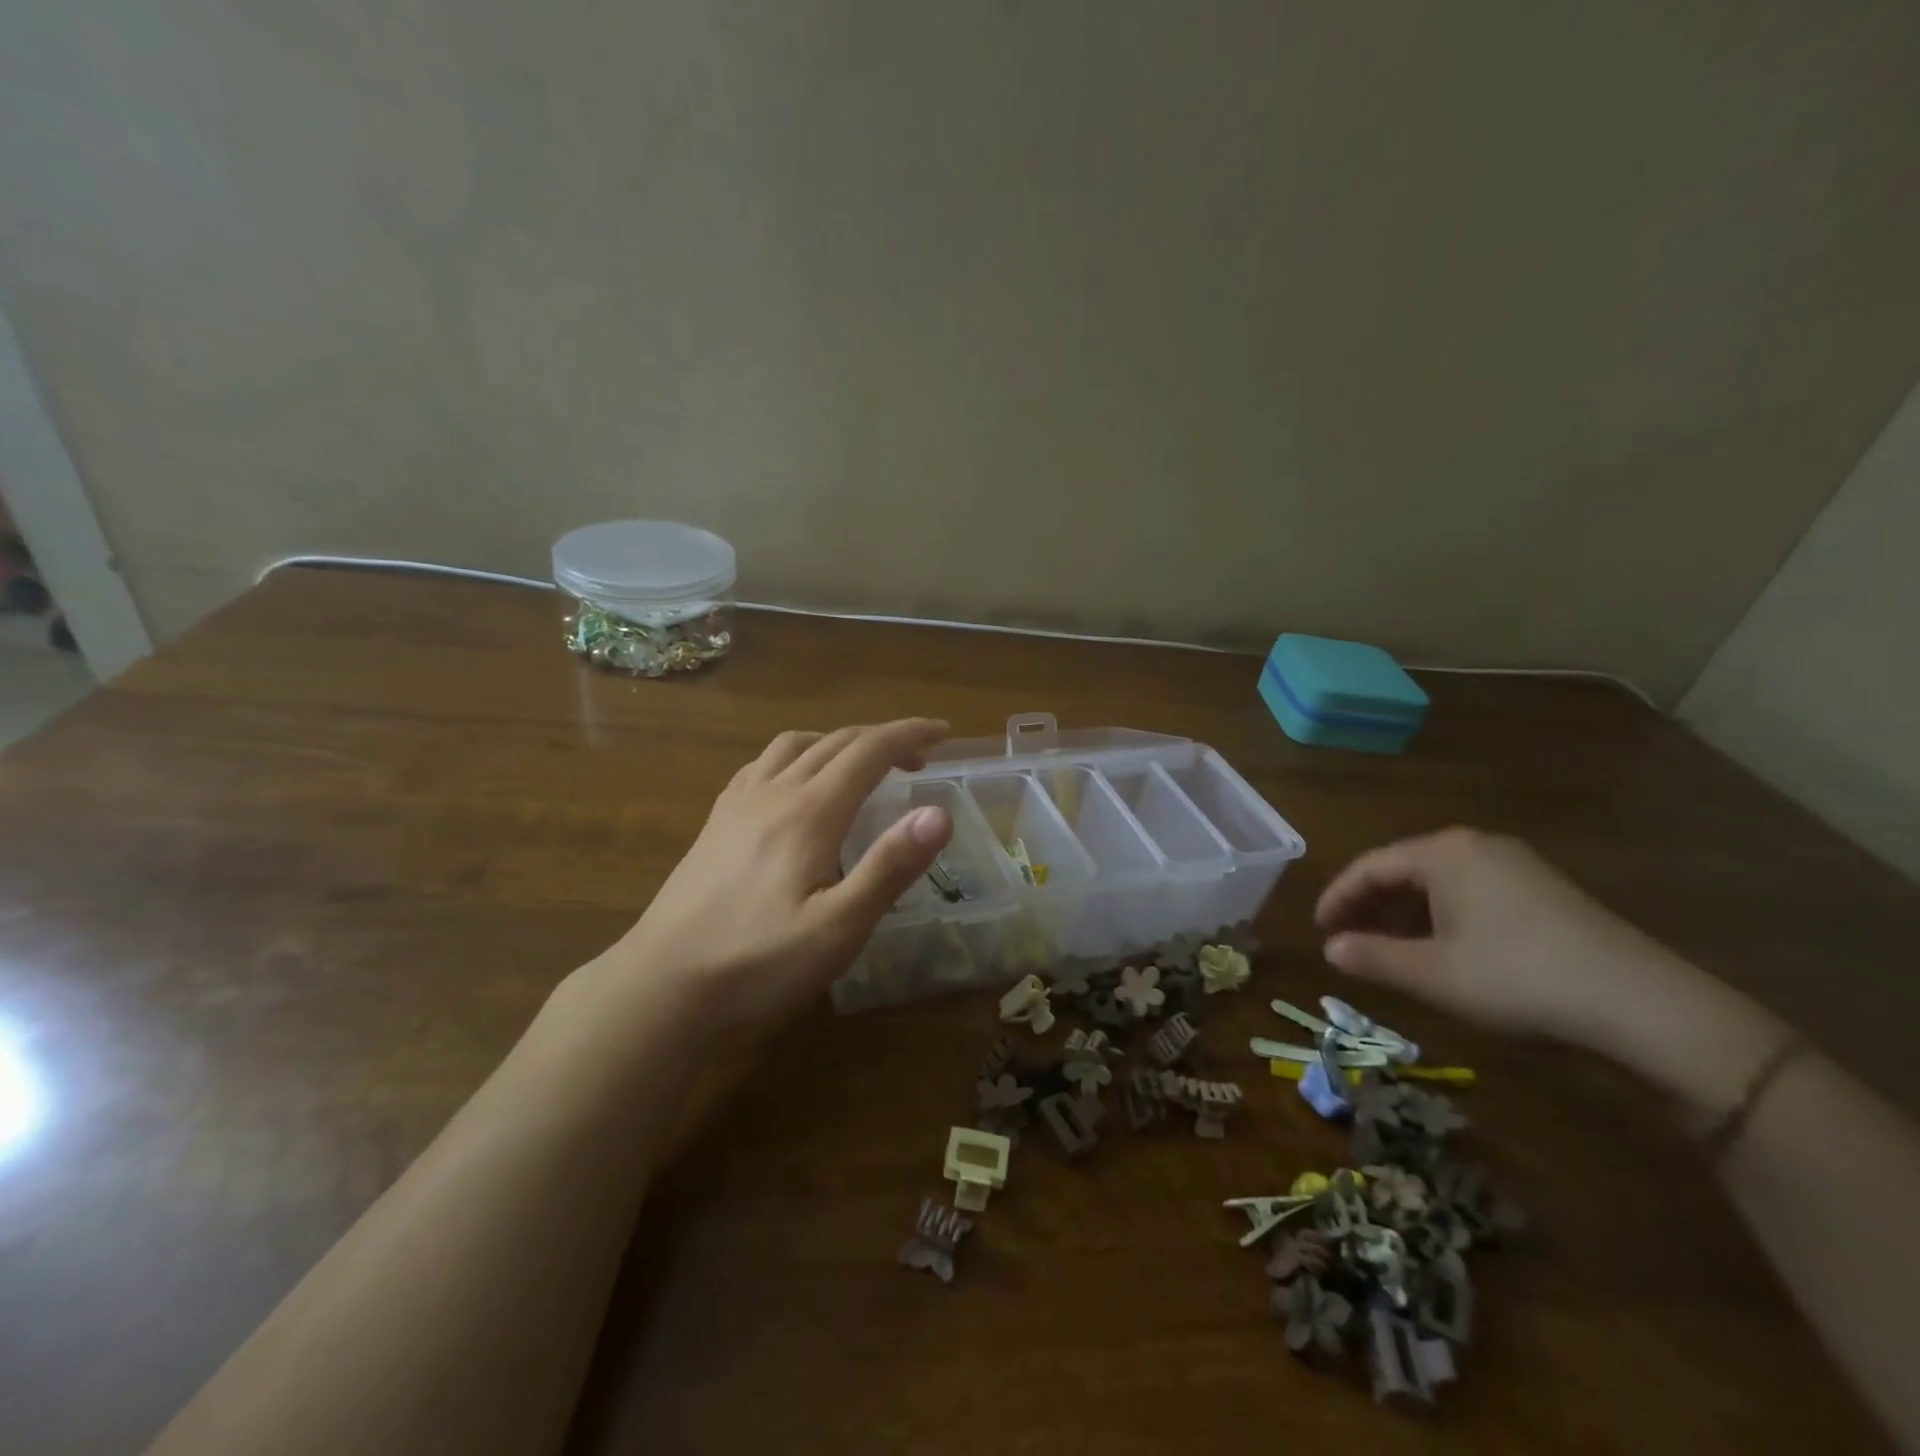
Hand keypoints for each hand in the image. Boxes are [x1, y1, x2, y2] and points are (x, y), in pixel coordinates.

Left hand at [600, 719, 953, 1033]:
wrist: (662, 988)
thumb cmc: (758, 964)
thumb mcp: (838, 928)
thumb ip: (889, 867)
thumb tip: (939, 813)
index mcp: (809, 813)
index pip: (869, 752)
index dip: (909, 734)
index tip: (944, 732)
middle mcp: (773, 793)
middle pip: (835, 742)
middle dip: (882, 738)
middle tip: (918, 756)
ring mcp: (737, 805)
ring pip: (794, 745)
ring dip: (837, 741)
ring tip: (860, 763)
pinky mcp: (715, 823)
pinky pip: (760, 765)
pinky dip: (795, 756)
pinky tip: (794, 783)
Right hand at [1314, 828, 1788, 1114]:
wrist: (1644, 1005)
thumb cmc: (1518, 979)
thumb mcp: (1433, 974)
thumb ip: (1372, 957)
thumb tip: (1329, 948)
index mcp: (1443, 852)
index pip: (1370, 866)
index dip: (1337, 898)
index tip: (1319, 929)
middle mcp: (1476, 845)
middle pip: (1403, 868)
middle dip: (1370, 905)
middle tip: (1349, 940)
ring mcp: (1515, 864)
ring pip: (1438, 881)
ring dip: (1406, 913)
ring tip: (1390, 949)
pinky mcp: (1543, 889)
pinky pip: (1471, 891)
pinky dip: (1442, 916)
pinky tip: (1444, 948)